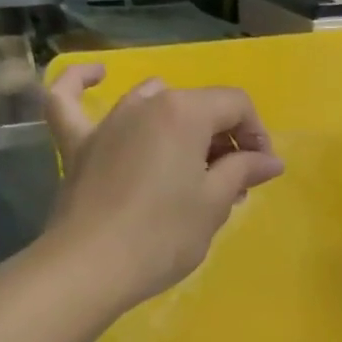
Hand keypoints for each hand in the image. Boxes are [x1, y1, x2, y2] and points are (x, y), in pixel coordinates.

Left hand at [43, 63, 283, 312]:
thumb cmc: (164, 236)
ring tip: (190, 163)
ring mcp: (107, 122)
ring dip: (180, 124)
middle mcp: (145, 105)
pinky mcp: (77, 145)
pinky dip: (81, 83)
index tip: (261, 172)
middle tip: (234, 185)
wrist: (92, 267)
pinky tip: (97, 74)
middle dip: (223, 139)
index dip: (256, 135)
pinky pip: (70, 101)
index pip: (236, 105)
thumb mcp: (214, 204)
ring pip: (152, 103)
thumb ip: (243, 172)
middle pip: (197, 106)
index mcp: (184, 113)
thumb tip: (270, 160)